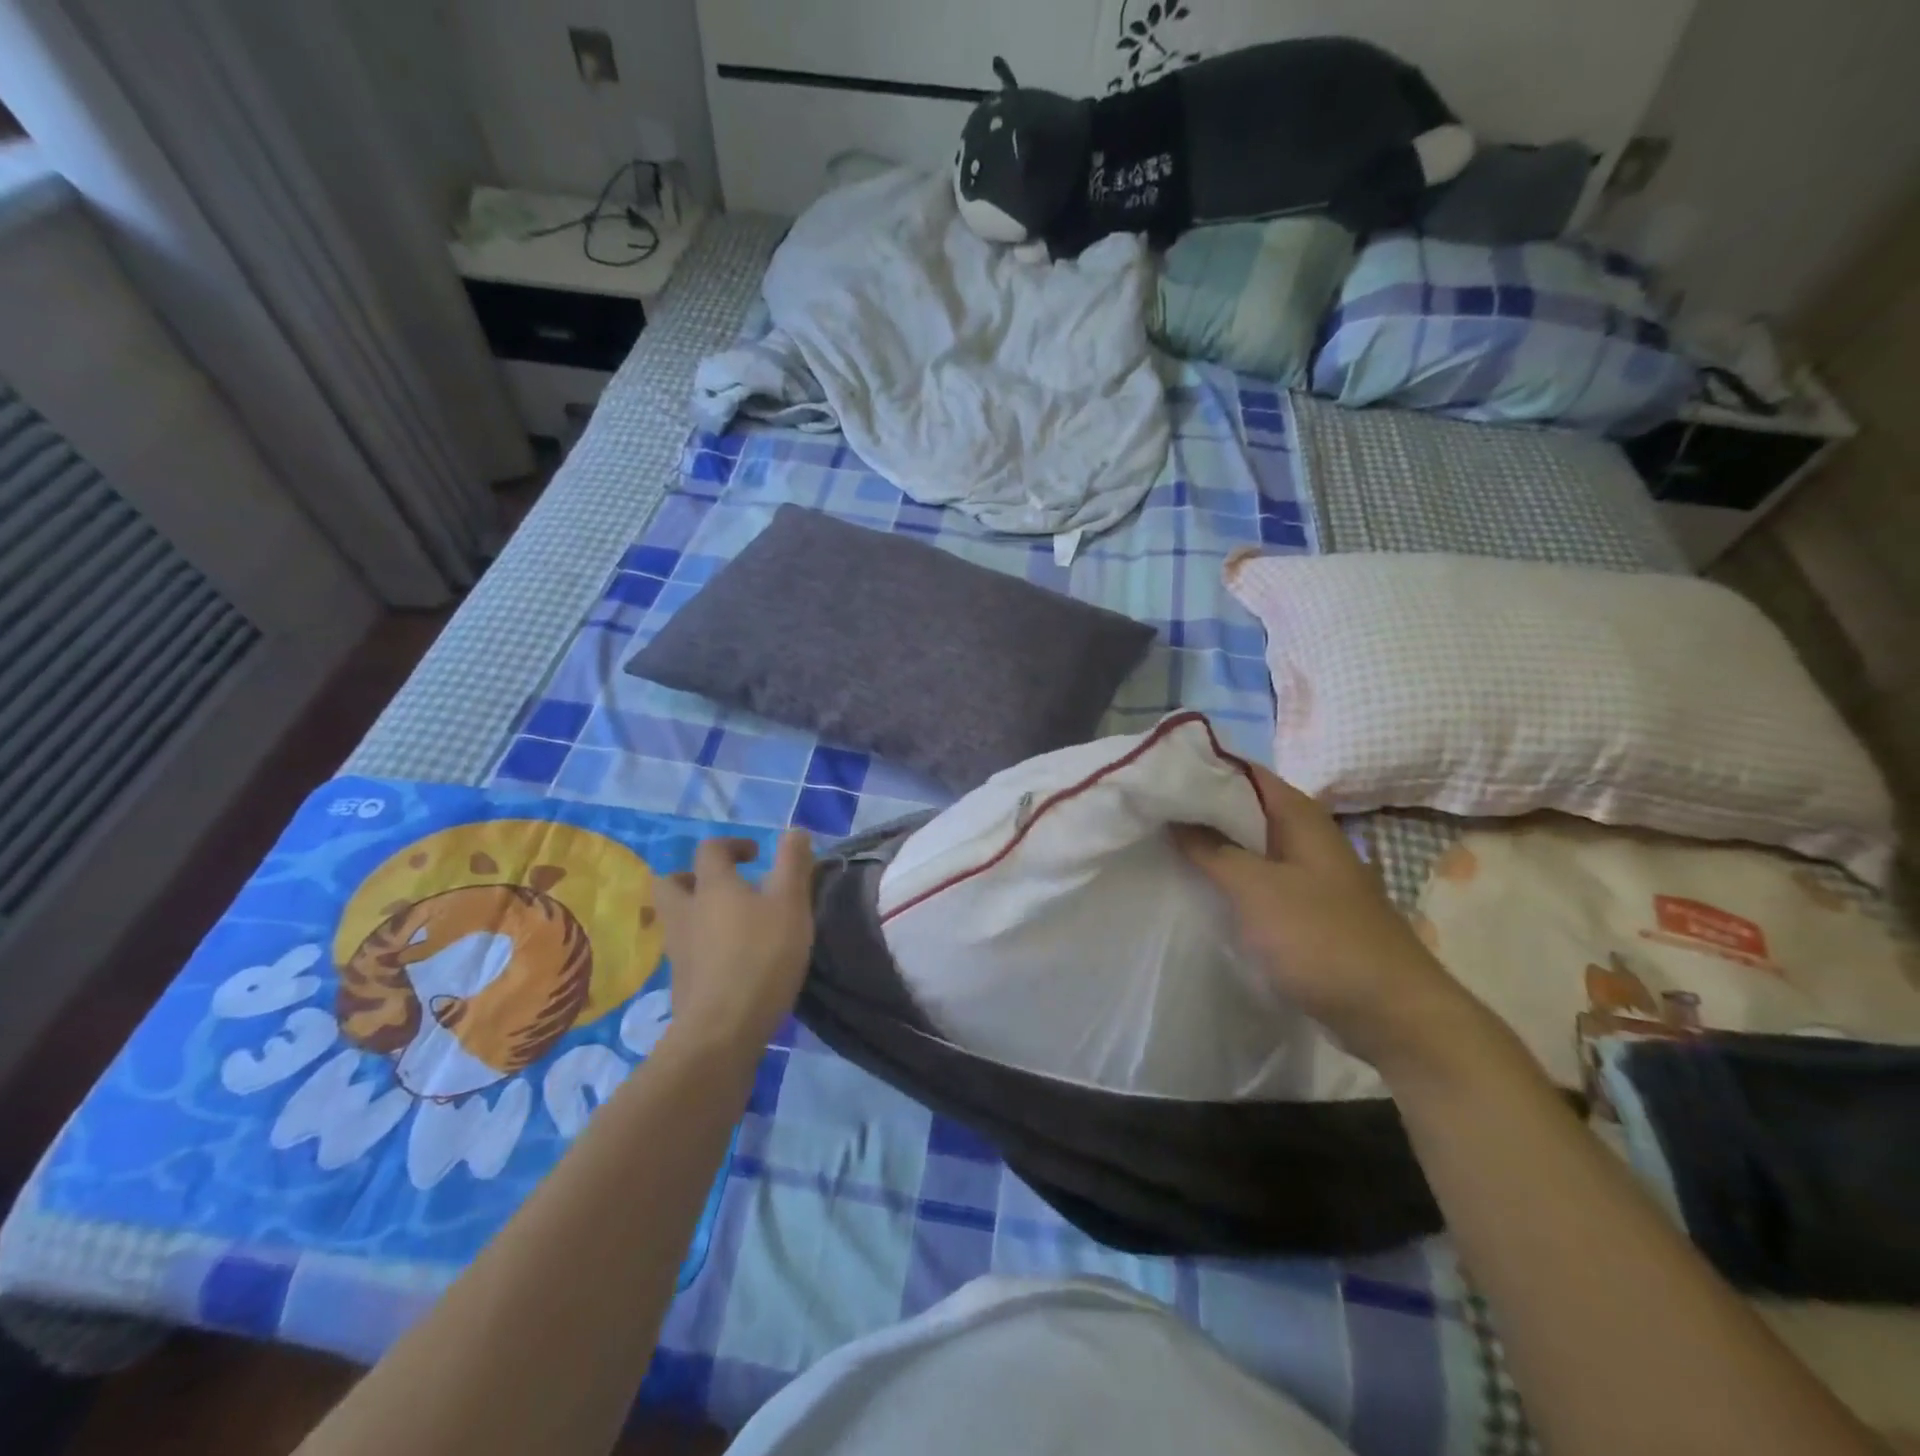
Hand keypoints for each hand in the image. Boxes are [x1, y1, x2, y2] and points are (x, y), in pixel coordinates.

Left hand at [656, 831, 814, 1052]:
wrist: (722, 1030)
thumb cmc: (761, 957)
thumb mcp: (791, 904)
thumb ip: (794, 864)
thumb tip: (795, 831)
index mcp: (713, 886)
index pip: (710, 850)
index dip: (732, 845)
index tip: (756, 856)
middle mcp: (686, 912)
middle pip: (672, 882)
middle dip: (696, 877)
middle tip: (727, 886)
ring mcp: (678, 949)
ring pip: (675, 917)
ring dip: (697, 911)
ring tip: (731, 923)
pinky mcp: (681, 982)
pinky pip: (685, 949)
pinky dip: (702, 945)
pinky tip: (730, 958)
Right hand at [1174, 766, 1481, 1073]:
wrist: (1390, 1013)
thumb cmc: (1322, 938)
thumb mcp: (1256, 889)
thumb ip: (1212, 849)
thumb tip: (1175, 817)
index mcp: (1299, 816)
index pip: (1243, 772)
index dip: (1200, 768)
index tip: (1156, 775)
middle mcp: (1304, 836)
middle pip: (1243, 808)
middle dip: (1198, 809)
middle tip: (1148, 811)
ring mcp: (1306, 874)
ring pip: (1248, 846)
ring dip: (1210, 846)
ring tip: (1160, 844)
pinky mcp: (1303, 908)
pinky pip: (1256, 880)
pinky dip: (1227, 879)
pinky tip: (1195, 888)